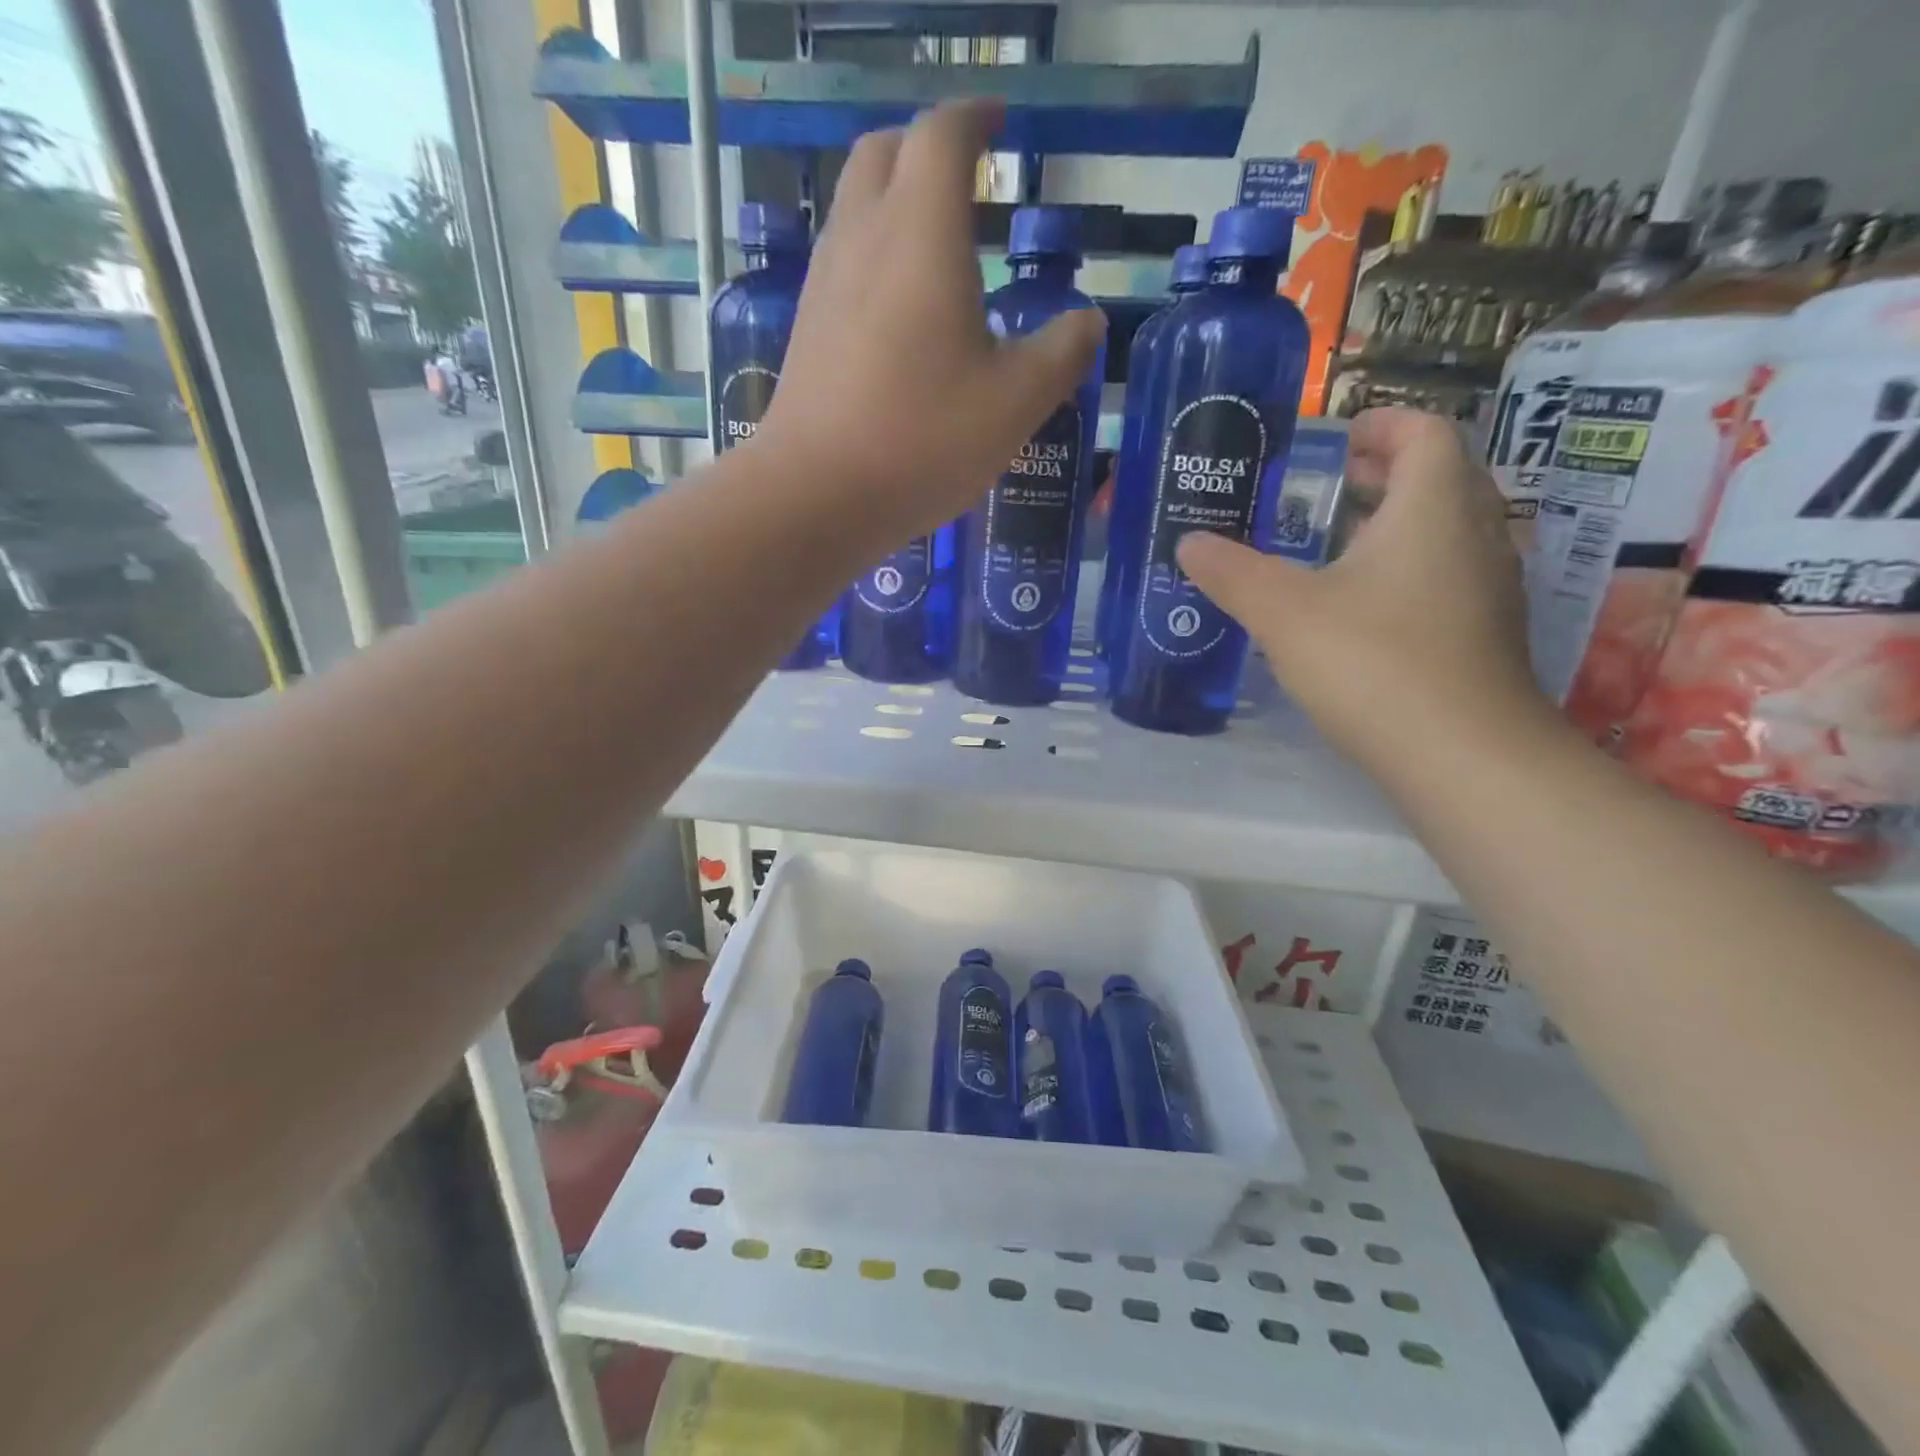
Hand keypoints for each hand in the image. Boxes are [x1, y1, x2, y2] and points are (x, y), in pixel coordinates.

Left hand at [758, 101, 1105, 540]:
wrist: (817, 495)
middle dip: (928, 148)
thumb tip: (1086, 322)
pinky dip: (875, 255)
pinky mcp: (807, 330)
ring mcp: (825, 284)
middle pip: (886, 153)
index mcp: (922, 232)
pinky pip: (843, 262)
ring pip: (856, 206)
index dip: (976, 117)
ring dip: (896, 202)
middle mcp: (864, 238)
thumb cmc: (924, 439)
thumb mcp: (1016, 402)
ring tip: (939, 244)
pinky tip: (901, 308)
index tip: (1000, 123)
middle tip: (968, 178)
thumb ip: (1061, 353)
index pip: (944, 134)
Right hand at [1177, 408, 1546, 770]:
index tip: (1334, 440)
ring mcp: (1489, 586)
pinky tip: (1355, 610)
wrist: (1462, 755)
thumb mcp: (1283, 612)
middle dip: (1378, 476)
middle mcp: (1475, 533)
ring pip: (1442, 531)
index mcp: (1434, 506)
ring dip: (1390, 526)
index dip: (1380, 424)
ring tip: (1327, 549)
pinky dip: (1403, 570)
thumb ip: (1232, 572)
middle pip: (1436, 478)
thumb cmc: (1373, 661)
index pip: (1423, 431)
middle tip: (1318, 492)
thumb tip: (1189, 543)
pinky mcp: (1484, 633)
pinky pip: (1444, 576)